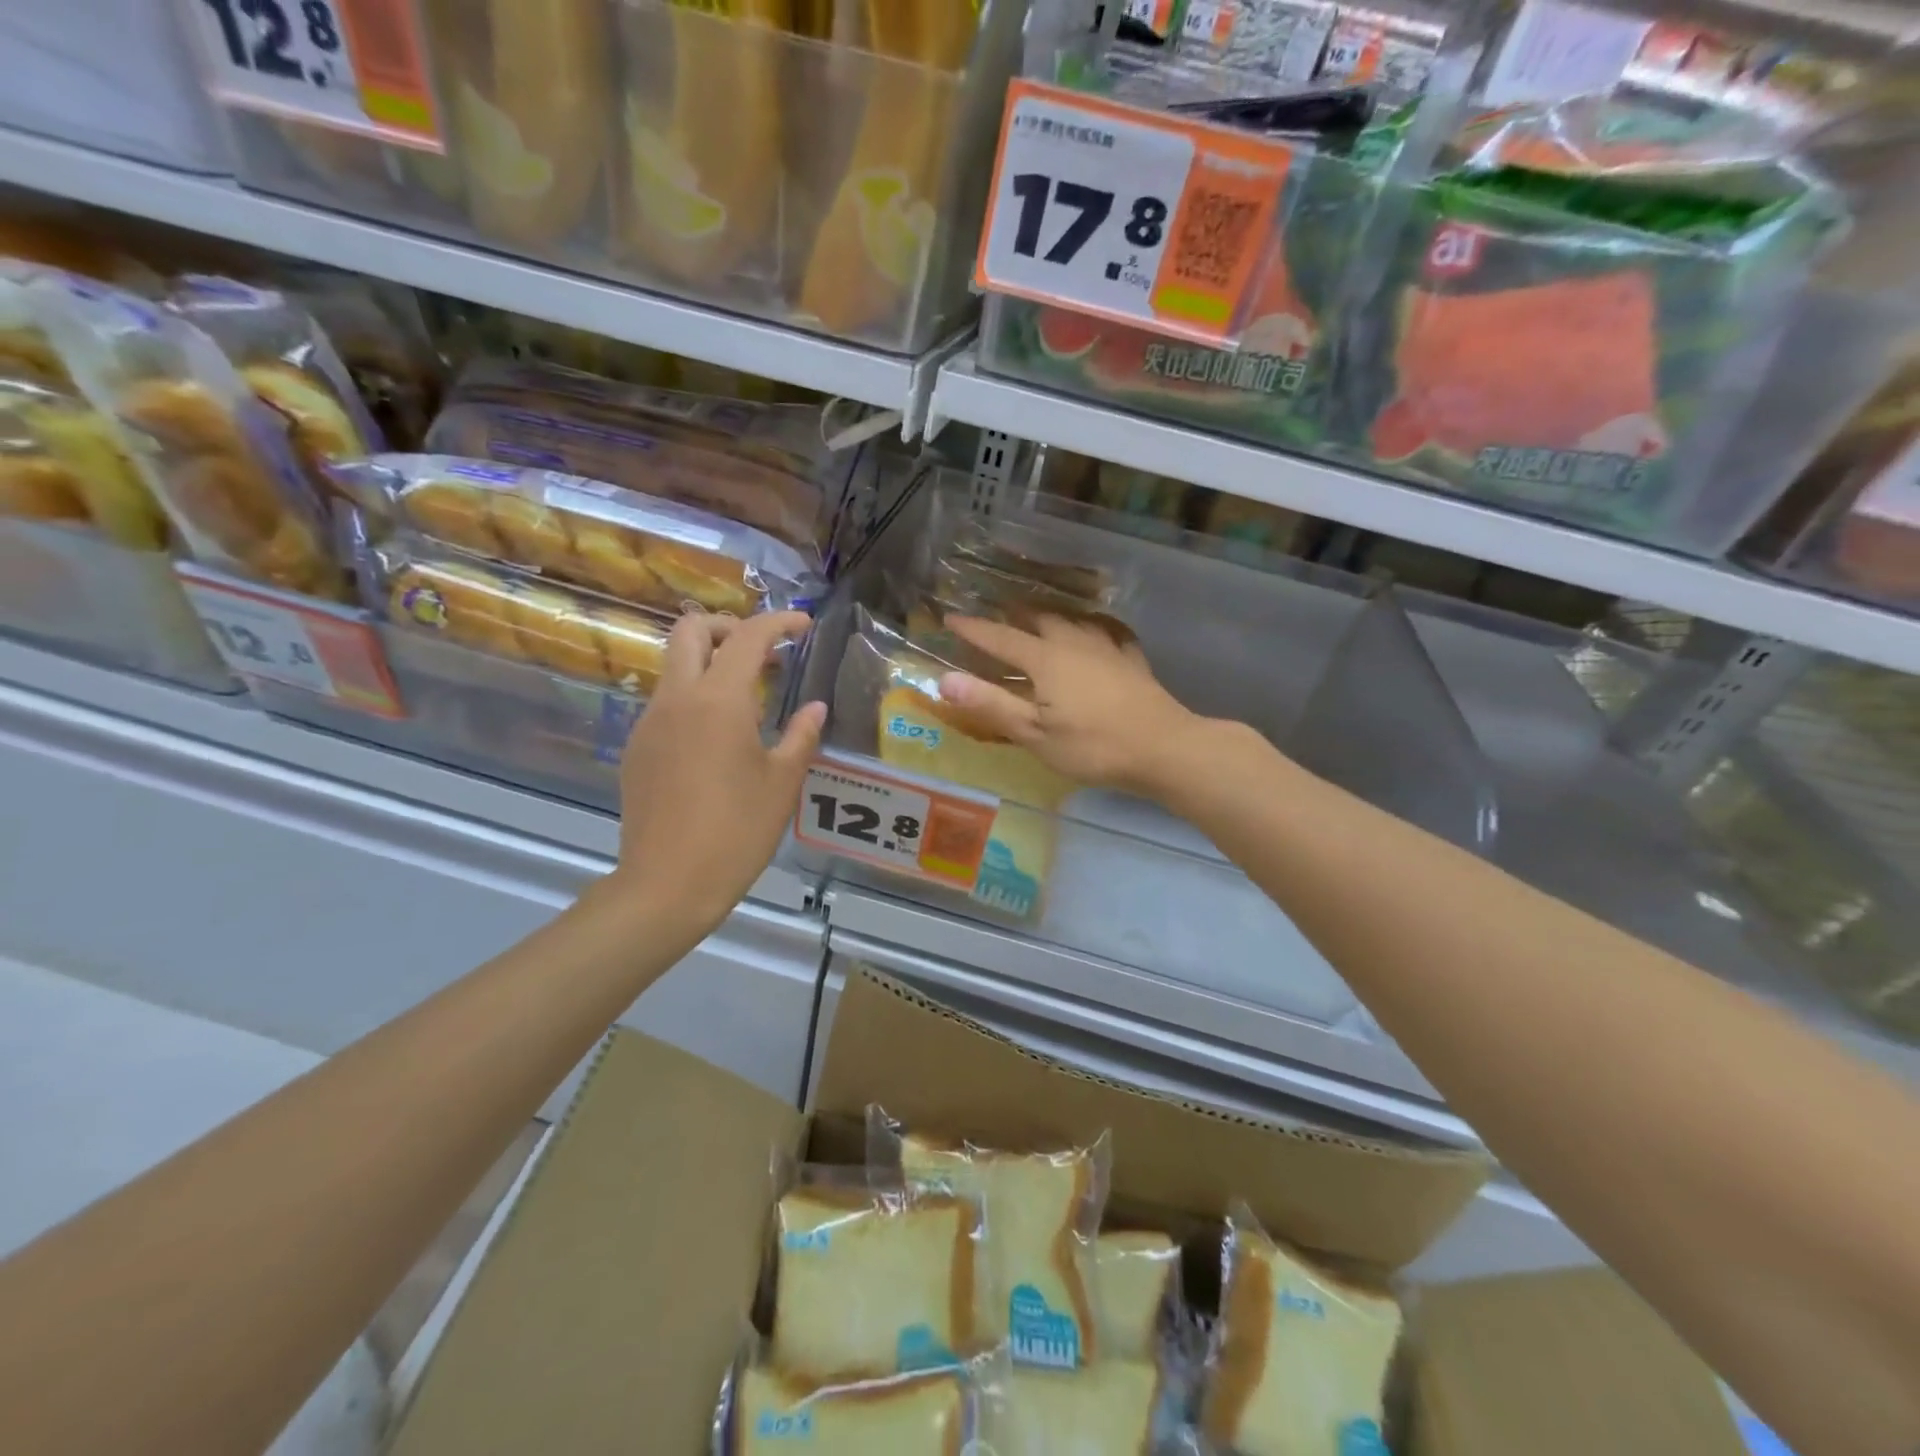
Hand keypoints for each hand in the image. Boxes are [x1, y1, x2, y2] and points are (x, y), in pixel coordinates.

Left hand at [611, 611, 824, 937]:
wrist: (667, 884)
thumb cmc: (736, 832)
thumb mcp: (782, 783)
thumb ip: (800, 735)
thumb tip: (813, 708)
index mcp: (719, 702)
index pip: (748, 638)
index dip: (779, 622)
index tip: (803, 624)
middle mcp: (677, 699)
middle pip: (690, 631)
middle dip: (728, 627)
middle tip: (762, 651)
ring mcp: (650, 723)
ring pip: (674, 666)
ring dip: (709, 662)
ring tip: (747, 697)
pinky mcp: (637, 748)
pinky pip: (666, 702)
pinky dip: (694, 698)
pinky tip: (717, 739)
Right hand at [937, 614, 1202, 798]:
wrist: (1163, 747)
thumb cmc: (1092, 746)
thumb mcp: (1034, 734)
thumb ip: (991, 704)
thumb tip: (944, 679)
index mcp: (1045, 659)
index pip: (1000, 638)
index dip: (973, 629)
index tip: (950, 618)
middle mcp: (1074, 643)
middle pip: (1039, 618)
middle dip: (1014, 614)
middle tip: (997, 611)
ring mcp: (1107, 648)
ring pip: (1073, 620)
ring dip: (1051, 615)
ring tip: (1040, 615)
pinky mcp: (1132, 660)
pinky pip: (1108, 632)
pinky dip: (1093, 627)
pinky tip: (1097, 631)